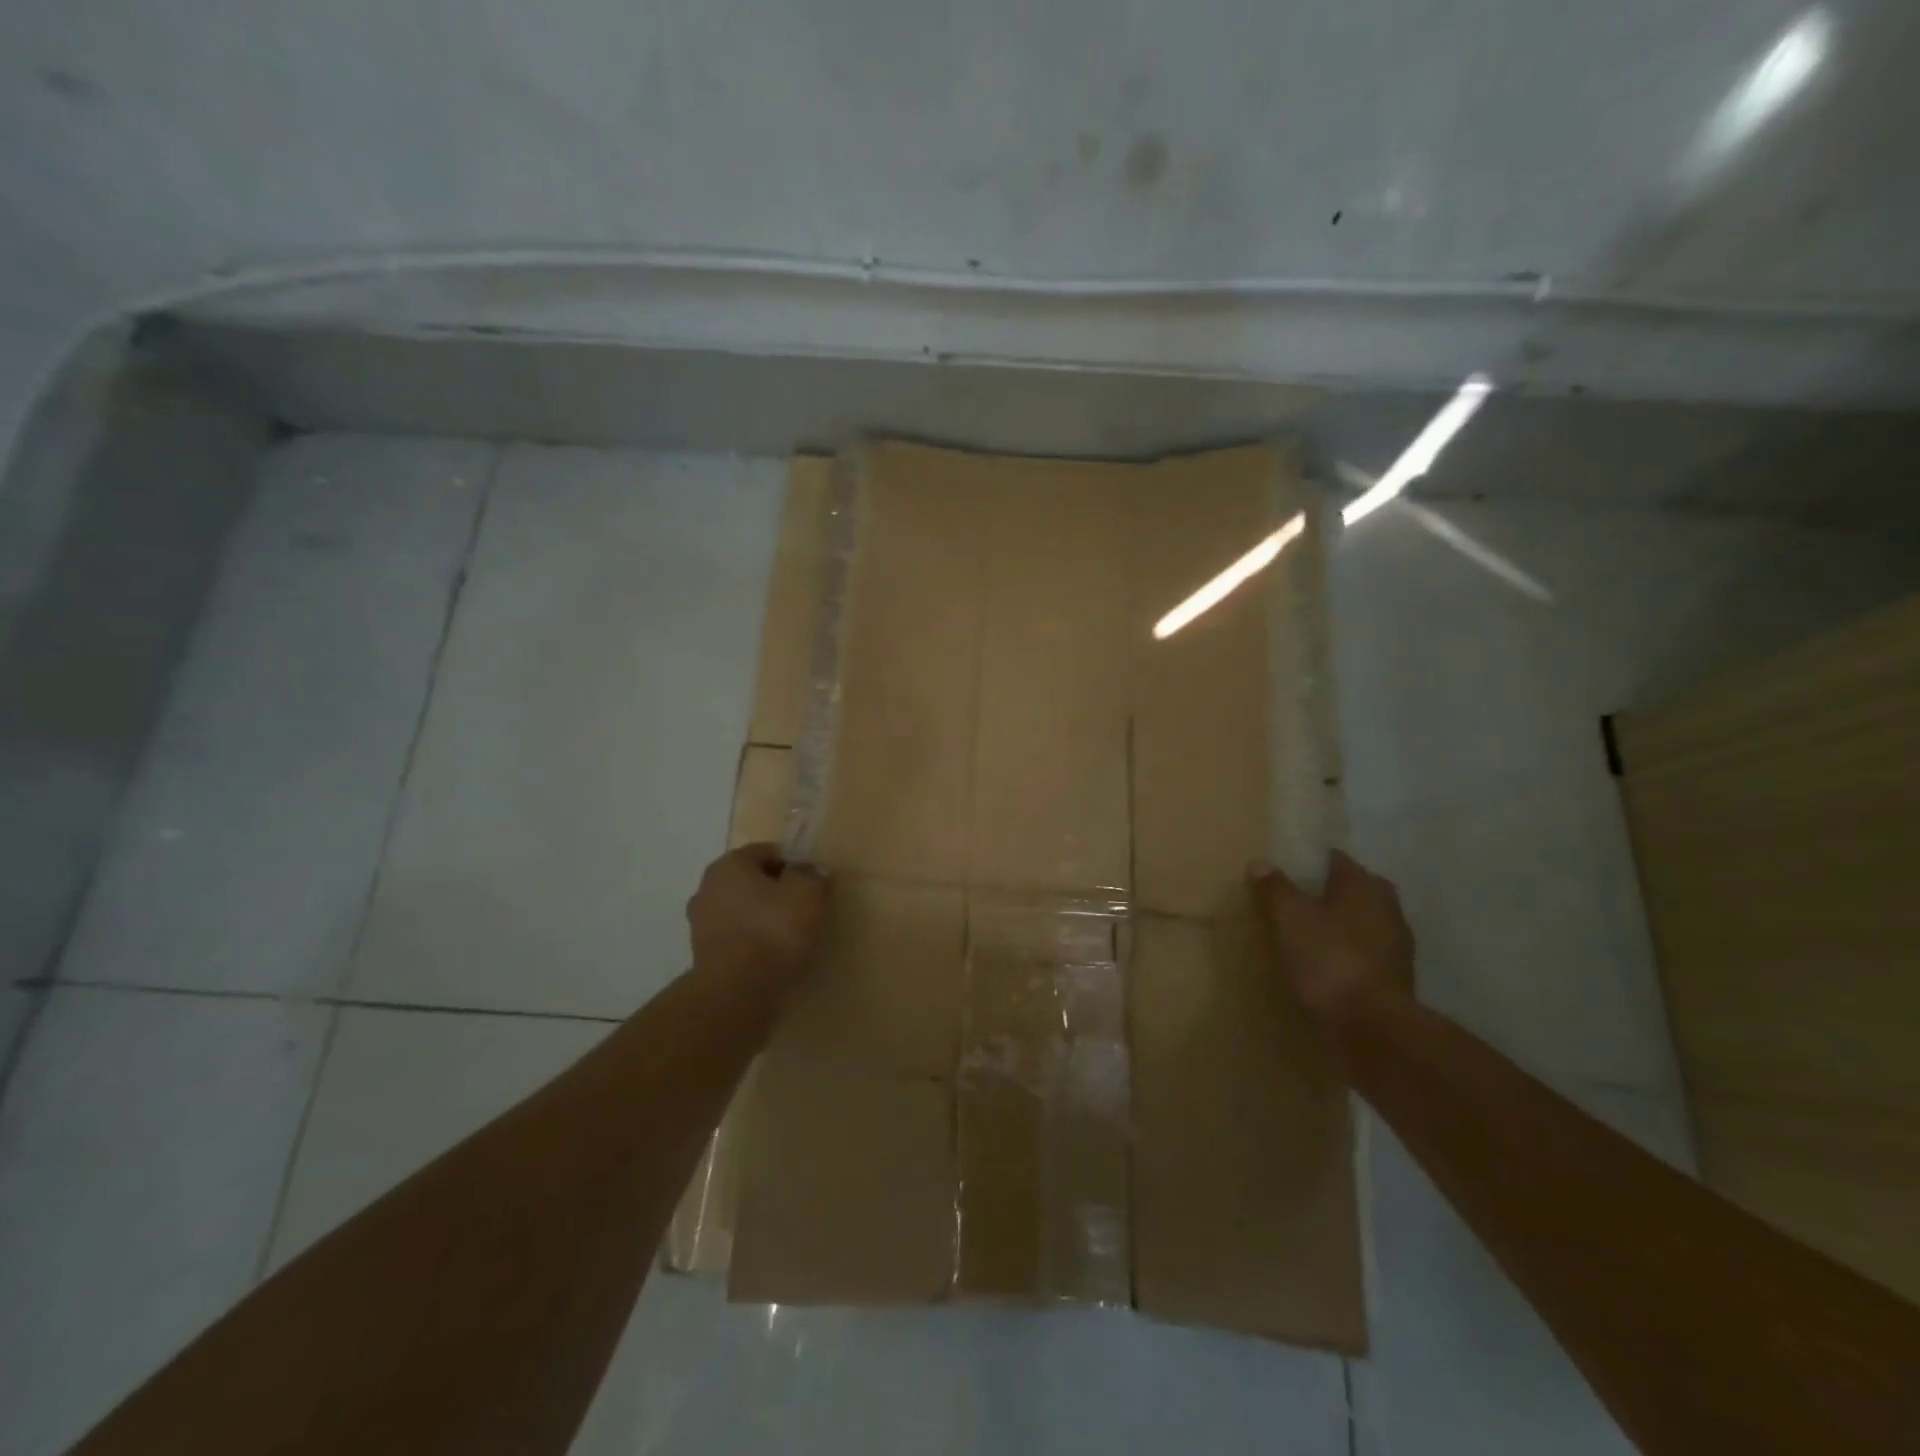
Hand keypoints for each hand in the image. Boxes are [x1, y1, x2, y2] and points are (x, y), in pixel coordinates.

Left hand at [687, 843, 828, 992]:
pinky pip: (737, 938)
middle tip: (804, 908)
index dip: (795, 863)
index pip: (768, 852)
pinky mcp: (703, 955)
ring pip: (742, 910)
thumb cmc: (774, 931)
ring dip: (763, 918)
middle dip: (776, 891)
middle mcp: (708, 887)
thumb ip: (813, 875)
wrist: (736, 993)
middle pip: (752, 881)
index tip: (813, 882)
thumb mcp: (808, 893)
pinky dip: (753, 942)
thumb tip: (813, 870)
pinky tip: (773, 956)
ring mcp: (701, 923)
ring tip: (791, 936)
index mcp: (729, 864)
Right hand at [1247, 850, 1413, 1025]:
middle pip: (1350, 892)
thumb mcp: (1291, 919)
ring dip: (1334, 928)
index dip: (1309, 863)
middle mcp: (1387, 909)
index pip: (1335, 860)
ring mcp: (1394, 948)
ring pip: (1357, 925)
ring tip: (1299, 936)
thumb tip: (1261, 863)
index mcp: (1365, 886)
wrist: (1372, 1030)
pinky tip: (1318, 967)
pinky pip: (1360, 955)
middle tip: (1290, 903)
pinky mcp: (1392, 981)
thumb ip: (1276, 890)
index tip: (1284, 871)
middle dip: (1324, 895)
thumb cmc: (1330, 960)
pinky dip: (1341, 956)